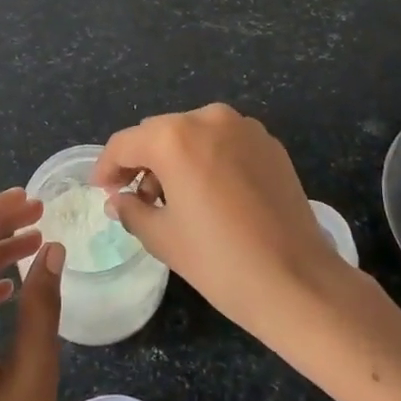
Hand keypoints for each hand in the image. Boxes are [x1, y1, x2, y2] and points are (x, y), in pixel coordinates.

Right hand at [94, 103, 346, 348]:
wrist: (298, 282)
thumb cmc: (220, 261)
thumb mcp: (164, 238)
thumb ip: (132, 209)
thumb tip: (119, 199)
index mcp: (175, 137)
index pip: (126, 142)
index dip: (107, 166)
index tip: (102, 190)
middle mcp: (208, 119)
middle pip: (160, 133)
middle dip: (143, 161)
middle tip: (136, 197)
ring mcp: (244, 127)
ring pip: (193, 134)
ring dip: (177, 158)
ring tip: (175, 198)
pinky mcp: (269, 143)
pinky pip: (224, 142)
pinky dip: (208, 159)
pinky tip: (211, 194)